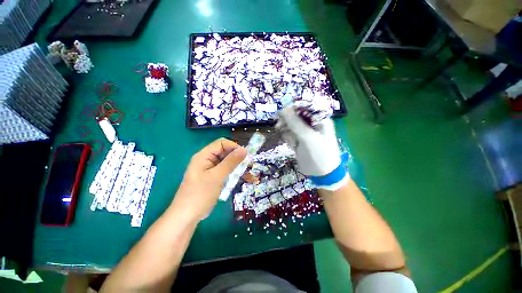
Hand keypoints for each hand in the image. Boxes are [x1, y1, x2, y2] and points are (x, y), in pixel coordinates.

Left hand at [170, 138, 246, 221]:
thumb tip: (244, 150)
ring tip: (250, 174)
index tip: (245, 156)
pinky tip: (244, 179)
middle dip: (238, 158)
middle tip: (249, 166)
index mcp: (204, 156)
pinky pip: (226, 172)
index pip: (221, 143)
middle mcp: (207, 160)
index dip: (234, 147)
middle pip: (225, 152)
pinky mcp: (214, 178)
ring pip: (228, 163)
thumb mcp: (217, 177)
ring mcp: (211, 169)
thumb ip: (231, 162)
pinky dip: (235, 174)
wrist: (187, 217)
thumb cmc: (200, 195)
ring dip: (238, 167)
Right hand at [277, 106, 347, 189]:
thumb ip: (296, 124)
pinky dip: (287, 136)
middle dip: (287, 117)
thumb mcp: (308, 138)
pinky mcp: (299, 140)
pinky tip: (288, 141)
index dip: (293, 106)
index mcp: (320, 119)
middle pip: (296, 114)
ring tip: (279, 129)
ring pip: (291, 124)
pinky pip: (290, 133)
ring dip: (285, 126)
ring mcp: (305, 132)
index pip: (305, 106)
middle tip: (278, 121)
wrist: (322, 174)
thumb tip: (284, 109)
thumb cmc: (320, 155)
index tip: (281, 110)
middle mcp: (312, 123)